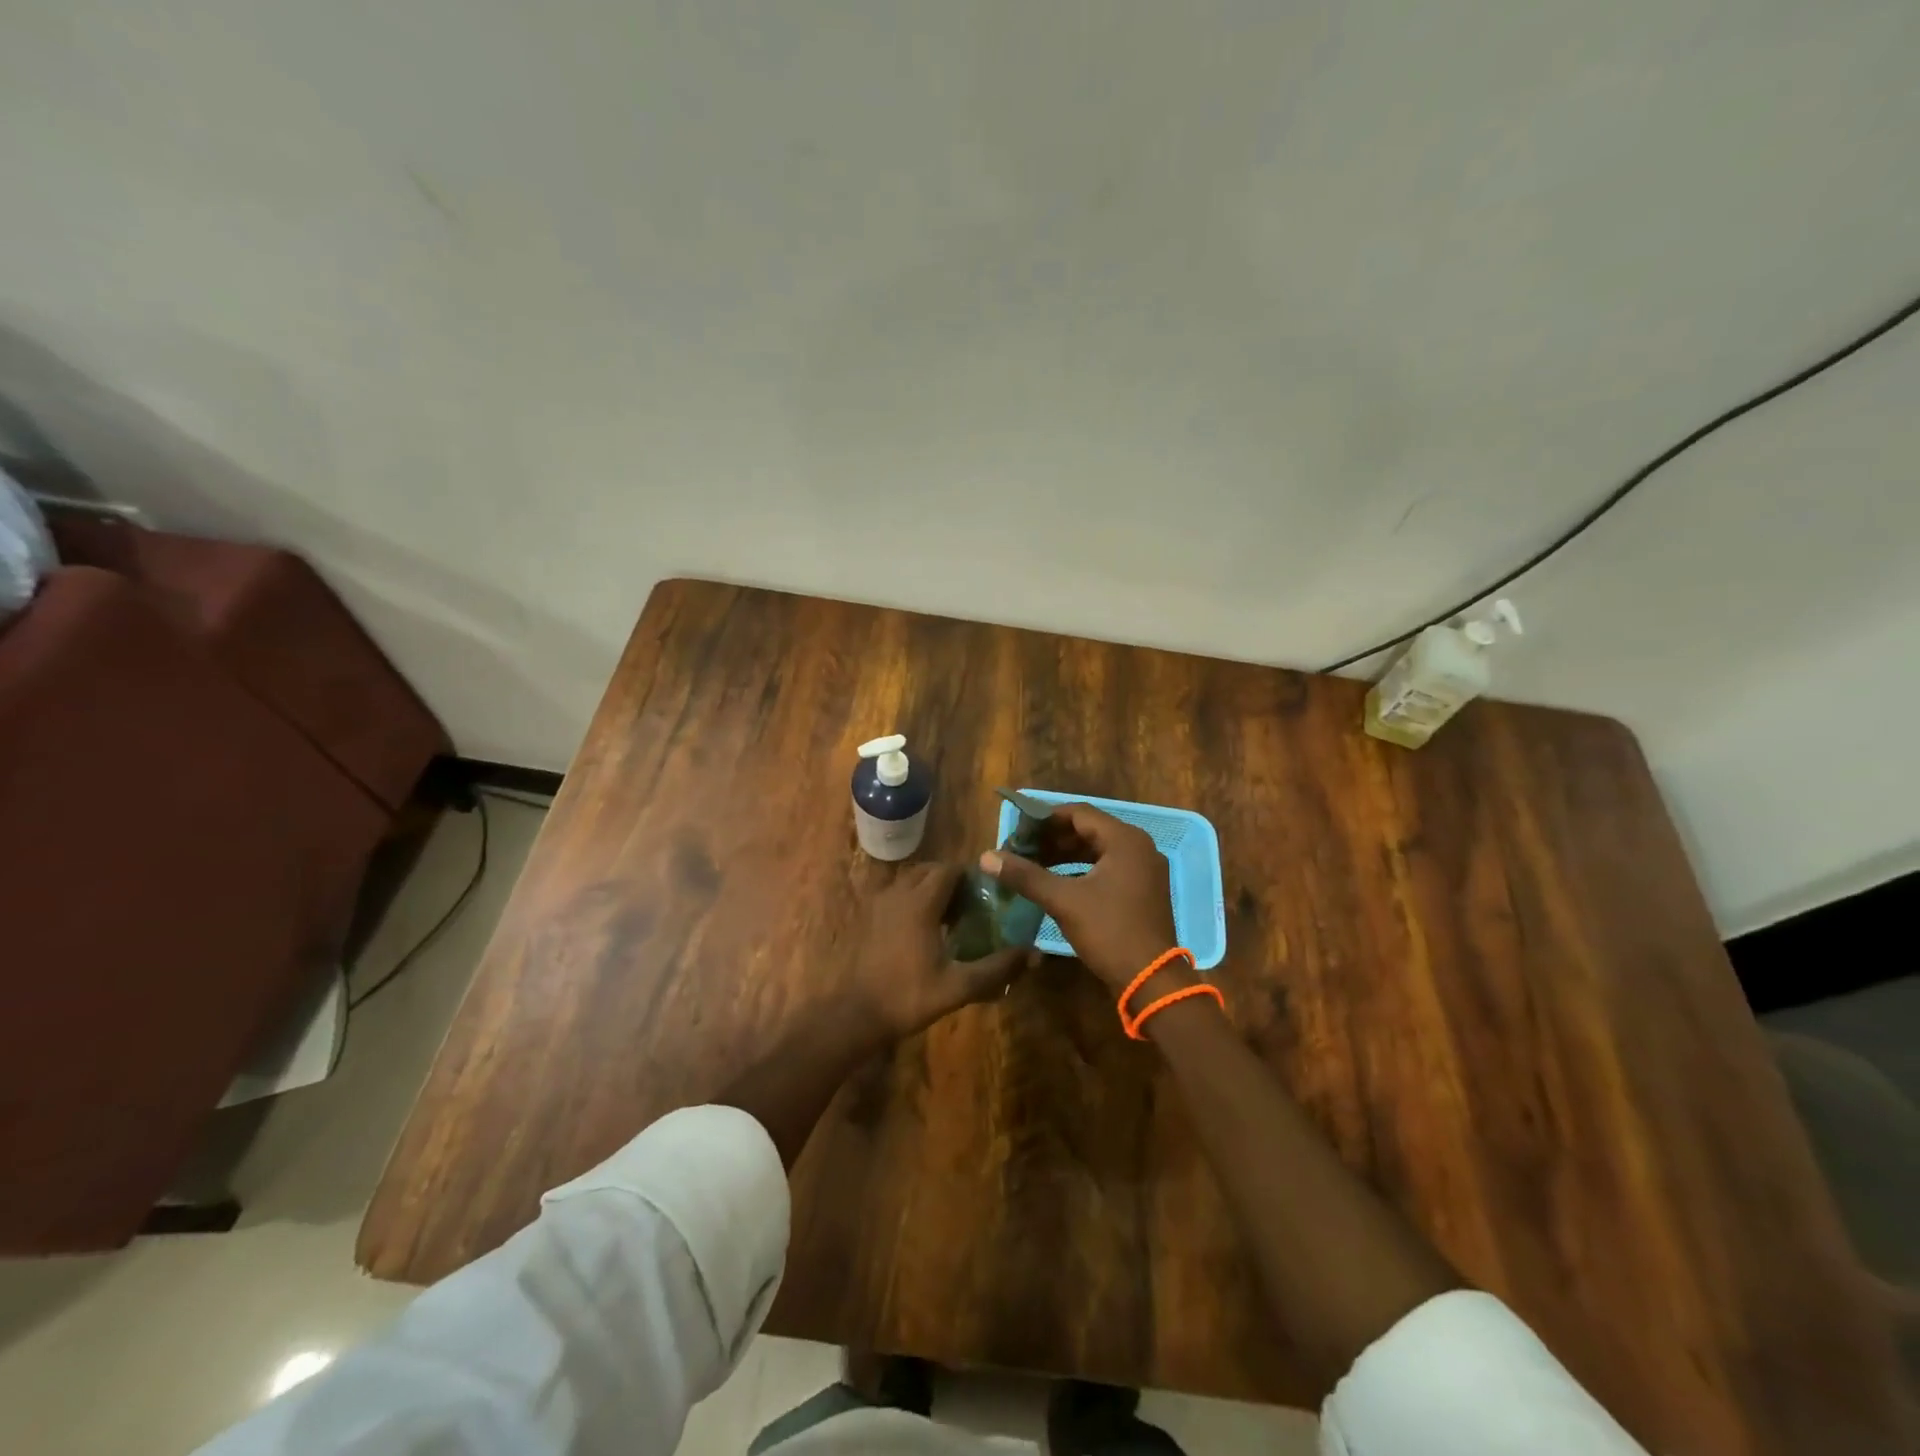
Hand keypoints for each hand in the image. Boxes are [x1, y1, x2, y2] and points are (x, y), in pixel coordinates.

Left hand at [850, 863, 1034, 1038]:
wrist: (854, 1015)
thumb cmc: (907, 997)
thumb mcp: (958, 986)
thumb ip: (997, 968)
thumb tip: (1034, 954)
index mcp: (920, 902)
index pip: (949, 870)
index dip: (970, 877)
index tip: (987, 895)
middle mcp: (897, 893)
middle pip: (928, 870)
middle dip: (951, 881)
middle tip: (971, 905)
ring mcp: (877, 904)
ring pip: (908, 880)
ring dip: (929, 888)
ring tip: (948, 917)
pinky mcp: (865, 917)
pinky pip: (893, 894)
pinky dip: (910, 900)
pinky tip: (920, 930)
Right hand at [980, 802, 1179, 994]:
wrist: (1151, 980)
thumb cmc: (1109, 931)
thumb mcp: (1063, 901)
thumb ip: (1025, 875)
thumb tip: (987, 857)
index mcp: (1125, 839)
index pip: (1078, 813)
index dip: (1045, 818)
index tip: (1017, 830)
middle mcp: (1139, 846)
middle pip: (1089, 830)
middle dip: (1053, 838)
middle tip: (1021, 849)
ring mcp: (1145, 869)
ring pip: (1098, 850)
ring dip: (1065, 854)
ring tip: (1033, 864)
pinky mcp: (1143, 890)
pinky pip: (1108, 867)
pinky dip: (1082, 870)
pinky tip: (1057, 882)